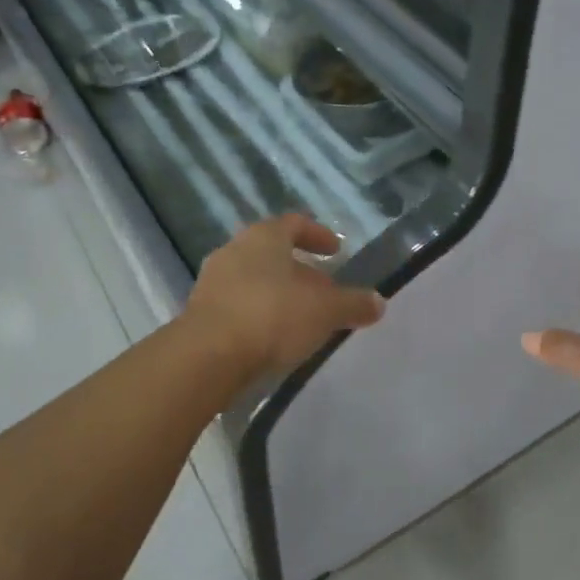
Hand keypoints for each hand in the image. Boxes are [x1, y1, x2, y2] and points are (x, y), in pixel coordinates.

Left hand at [183, 213, 385, 381]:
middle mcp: (235, 249)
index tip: (336, 251)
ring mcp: (212, 281)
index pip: (294, 223)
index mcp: (264, 237)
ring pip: (254, 279)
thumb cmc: (273, 315)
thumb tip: (379, 302)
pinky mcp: (200, 312)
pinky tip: (273, 337)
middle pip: (272, 252)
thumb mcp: (326, 310)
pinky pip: (238, 305)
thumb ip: (354, 304)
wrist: (208, 356)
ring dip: (278, 293)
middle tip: (323, 290)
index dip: (318, 235)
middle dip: (300, 270)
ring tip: (301, 318)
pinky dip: (258, 314)